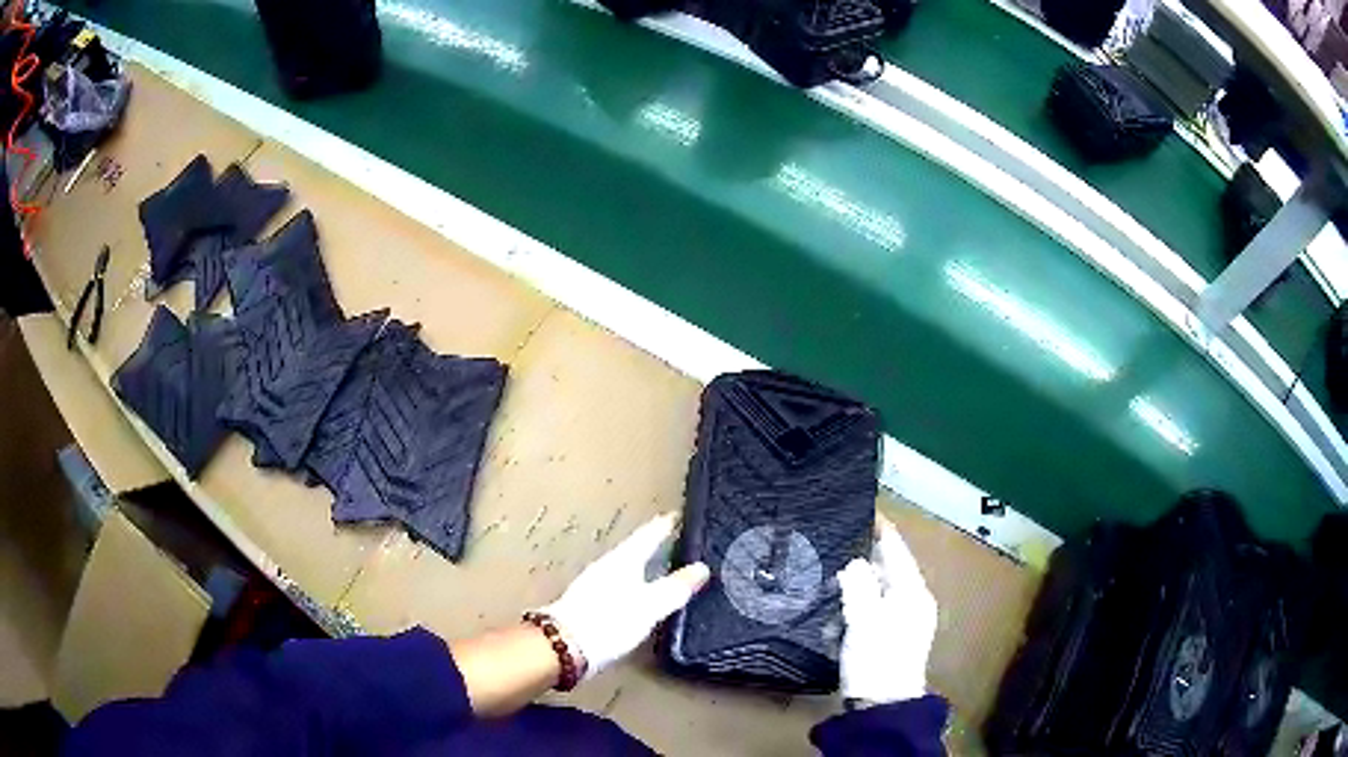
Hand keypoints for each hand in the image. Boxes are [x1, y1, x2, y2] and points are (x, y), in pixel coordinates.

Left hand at [543, 513, 709, 678]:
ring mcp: (595, 585)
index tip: (678, 515)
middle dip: (655, 545)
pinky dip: (634, 584)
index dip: (664, 525)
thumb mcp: (650, 605)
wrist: (564, 647)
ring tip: (661, 568)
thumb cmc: (608, 622)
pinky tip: (639, 597)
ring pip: (626, 568)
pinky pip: (618, 585)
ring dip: (644, 566)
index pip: (648, 535)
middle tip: (675, 541)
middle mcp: (607, 567)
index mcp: (623, 560)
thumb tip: (701, 568)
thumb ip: (675, 587)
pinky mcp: (589, 605)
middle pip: (636, 550)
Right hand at [837, 515, 937, 703]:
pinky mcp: (888, 641)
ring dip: (851, 597)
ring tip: (828, 599)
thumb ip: (858, 585)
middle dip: (859, 566)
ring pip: (873, 595)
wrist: (881, 705)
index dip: (881, 530)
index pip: (896, 550)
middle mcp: (911, 602)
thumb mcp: (864, 618)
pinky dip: (852, 617)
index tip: (865, 510)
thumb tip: (854, 563)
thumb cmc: (877, 658)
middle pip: (884, 572)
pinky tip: (835, 628)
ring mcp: (901, 623)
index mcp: (912, 592)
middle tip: (832, 557)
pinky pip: (869, 616)